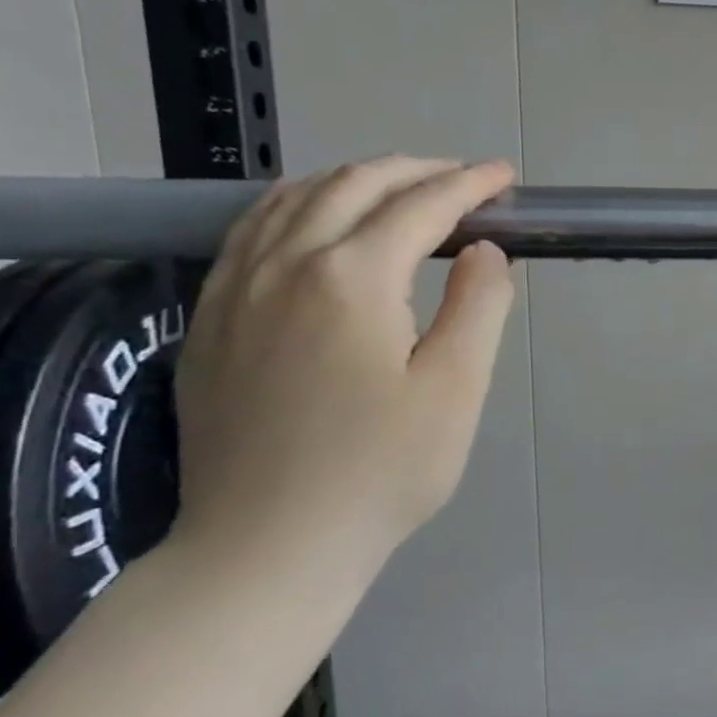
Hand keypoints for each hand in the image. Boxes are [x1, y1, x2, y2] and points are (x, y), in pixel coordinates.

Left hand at [171, 156, 517, 576]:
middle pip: (354, 185)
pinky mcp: (209, 318)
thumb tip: (485, 251)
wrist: (268, 545)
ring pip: (294, 197)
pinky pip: (252, 229)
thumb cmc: (381, 471)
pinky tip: (319, 221)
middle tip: (466, 181)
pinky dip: (299, 204)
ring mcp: (234, 288)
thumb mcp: (457, 390)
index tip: (506, 179)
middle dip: (418, 171)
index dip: (470, 185)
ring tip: (401, 189)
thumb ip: (479, 307)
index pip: (421, 206)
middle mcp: (285, 263)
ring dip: (357, 179)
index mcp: (352, 278)